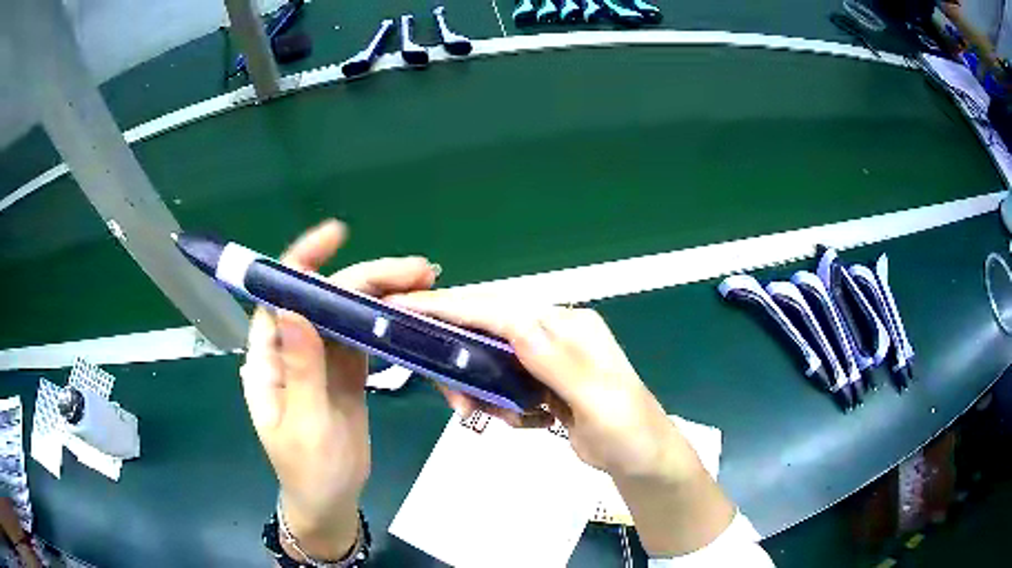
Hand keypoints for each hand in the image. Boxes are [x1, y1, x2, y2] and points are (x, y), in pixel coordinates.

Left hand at [241, 220, 437, 558]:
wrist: (330, 501)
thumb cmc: (309, 470)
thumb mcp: (304, 425)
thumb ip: (300, 368)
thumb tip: (294, 307)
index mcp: (268, 358)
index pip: (280, 296)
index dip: (304, 261)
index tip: (337, 235)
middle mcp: (293, 348)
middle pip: (325, 300)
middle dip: (366, 278)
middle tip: (417, 271)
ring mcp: (323, 359)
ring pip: (349, 314)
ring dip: (383, 295)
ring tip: (426, 283)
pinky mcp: (347, 371)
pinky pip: (365, 337)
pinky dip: (388, 321)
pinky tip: (414, 311)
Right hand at [387, 292, 735, 555]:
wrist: (643, 461)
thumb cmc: (630, 431)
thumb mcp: (598, 400)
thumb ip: (557, 363)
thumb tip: (515, 324)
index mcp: (569, 326)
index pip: (502, 310)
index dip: (453, 307)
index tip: (407, 308)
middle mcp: (555, 333)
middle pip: (489, 331)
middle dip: (462, 361)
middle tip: (455, 399)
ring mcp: (548, 359)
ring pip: (491, 360)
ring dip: (480, 389)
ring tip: (485, 416)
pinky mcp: (542, 383)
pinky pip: (503, 383)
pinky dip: (497, 402)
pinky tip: (518, 421)